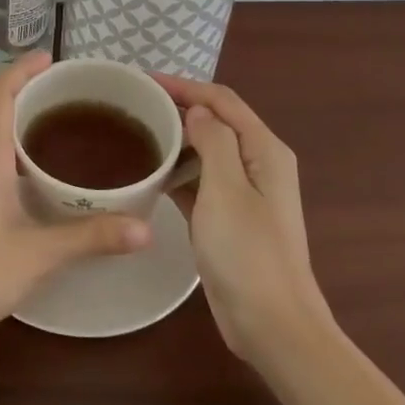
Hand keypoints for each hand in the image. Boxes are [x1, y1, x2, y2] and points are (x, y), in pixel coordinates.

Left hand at [0, 53, 151, 346]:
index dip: (25, 67)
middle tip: (77, 93)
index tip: (57, 60)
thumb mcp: (40, 254)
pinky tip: (38, 166)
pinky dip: (11, 140)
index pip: (0, 89)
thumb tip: (147, 229)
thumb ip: (92, 236)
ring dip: (21, 115)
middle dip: (31, 89)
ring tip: (64, 122)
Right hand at [157, 76, 329, 361]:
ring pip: (205, 152)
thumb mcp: (226, 190)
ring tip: (134, 134)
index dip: (184, 86)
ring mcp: (244, 193)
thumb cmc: (248, 253)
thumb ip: (213, 141)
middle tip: (133, 106)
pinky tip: (148, 174)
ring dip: (175, 140)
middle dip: (178, 109)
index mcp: (264, 150)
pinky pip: (200, 181)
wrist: (272, 323)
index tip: (143, 80)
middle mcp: (257, 164)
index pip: (221, 101)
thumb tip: (197, 111)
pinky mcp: (228, 218)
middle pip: (215, 122)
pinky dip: (177, 172)